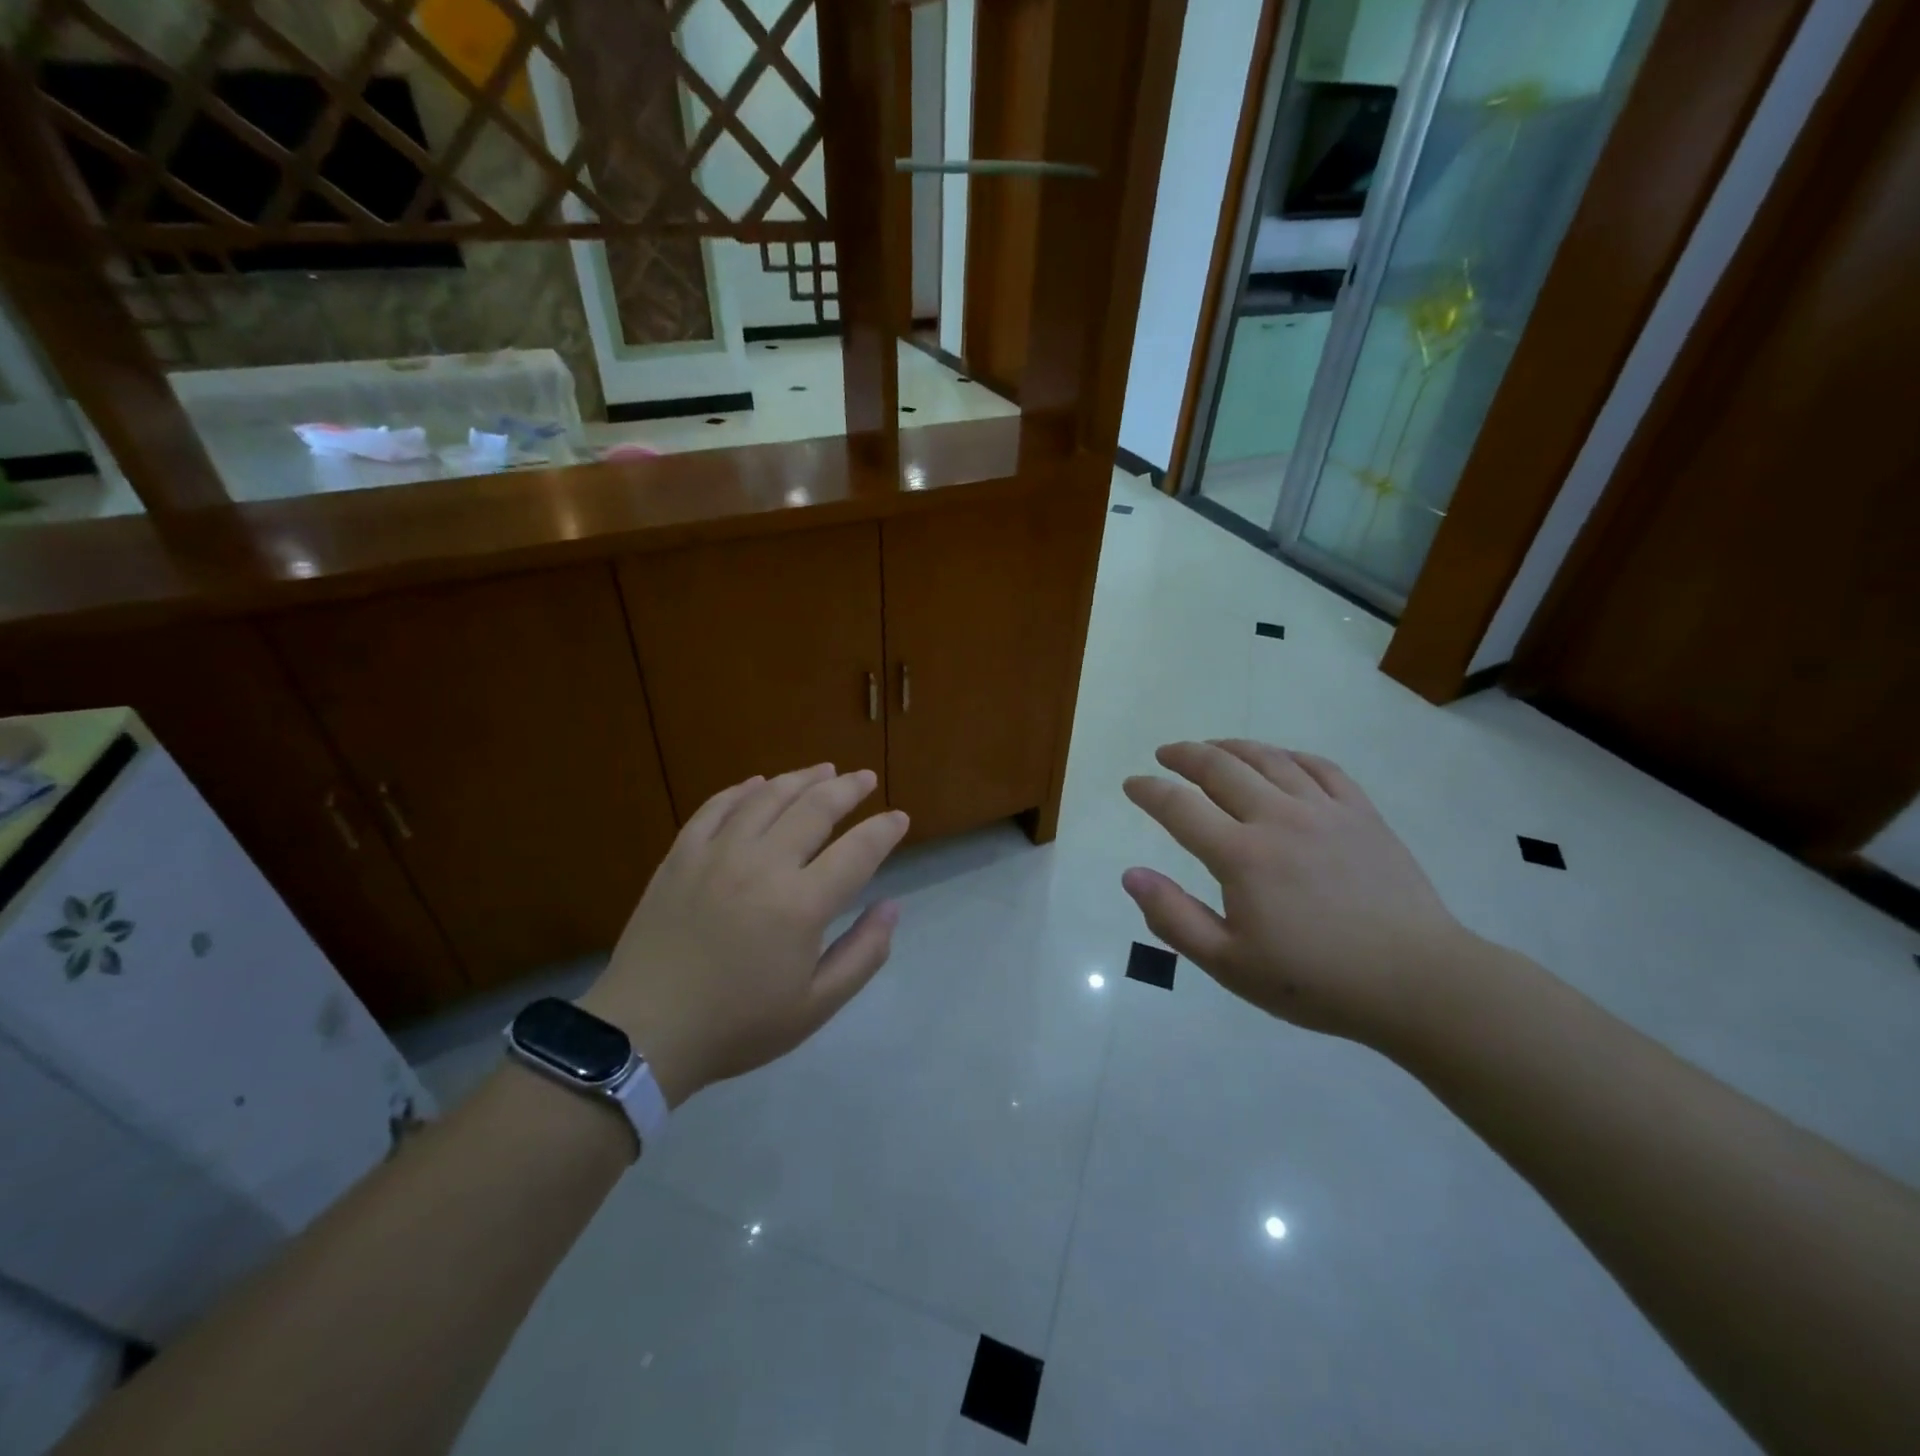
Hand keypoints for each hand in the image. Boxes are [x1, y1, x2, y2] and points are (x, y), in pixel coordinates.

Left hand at [578, 765, 908, 1105]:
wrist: (646, 1032)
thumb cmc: (738, 1025)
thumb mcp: (816, 1006)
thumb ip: (863, 953)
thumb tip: (892, 906)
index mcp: (801, 904)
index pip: (858, 850)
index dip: (884, 830)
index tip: (899, 818)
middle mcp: (763, 865)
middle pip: (815, 808)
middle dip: (848, 789)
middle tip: (865, 779)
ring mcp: (717, 854)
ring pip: (768, 797)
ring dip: (801, 778)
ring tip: (824, 770)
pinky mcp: (681, 856)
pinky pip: (716, 808)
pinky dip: (742, 790)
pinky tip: (757, 784)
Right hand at [1121, 740, 1470, 1047]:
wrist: (1418, 983)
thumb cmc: (1316, 981)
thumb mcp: (1229, 965)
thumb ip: (1174, 917)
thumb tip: (1131, 875)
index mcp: (1242, 856)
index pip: (1179, 807)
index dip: (1148, 791)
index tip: (1132, 784)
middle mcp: (1278, 818)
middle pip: (1220, 768)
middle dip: (1184, 754)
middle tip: (1165, 754)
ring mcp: (1325, 810)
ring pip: (1268, 758)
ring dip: (1231, 747)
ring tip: (1211, 747)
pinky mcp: (1362, 814)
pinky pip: (1319, 767)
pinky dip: (1288, 755)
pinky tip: (1278, 759)